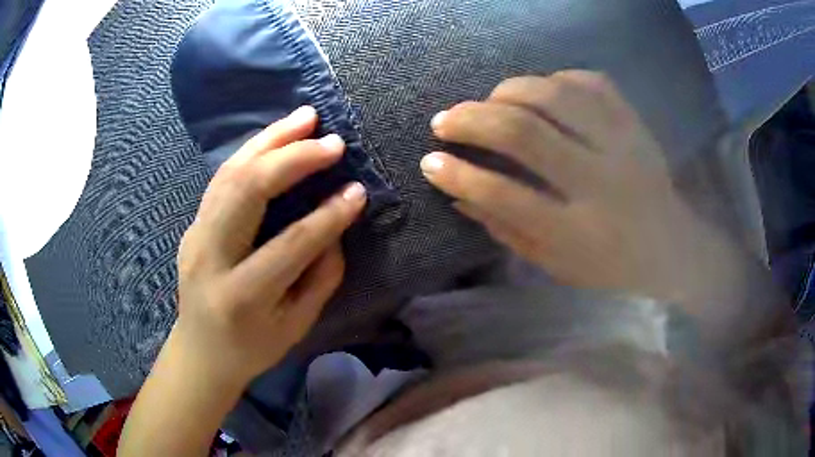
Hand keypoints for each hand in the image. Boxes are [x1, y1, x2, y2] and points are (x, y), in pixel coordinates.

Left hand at [173, 106, 366, 386]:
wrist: (200, 352)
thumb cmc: (252, 347)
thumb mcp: (296, 326)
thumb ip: (320, 277)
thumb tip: (335, 227)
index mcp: (242, 294)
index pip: (290, 243)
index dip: (328, 215)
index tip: (357, 190)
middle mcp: (211, 256)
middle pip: (247, 190)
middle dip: (291, 157)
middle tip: (329, 139)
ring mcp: (195, 235)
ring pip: (230, 173)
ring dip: (269, 140)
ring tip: (304, 118)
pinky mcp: (192, 224)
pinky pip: (222, 178)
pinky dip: (251, 152)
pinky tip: (275, 137)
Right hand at [421, 71, 741, 304]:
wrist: (672, 246)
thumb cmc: (611, 265)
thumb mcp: (557, 266)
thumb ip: (508, 230)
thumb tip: (458, 195)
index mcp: (579, 232)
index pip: (504, 196)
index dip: (458, 175)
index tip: (429, 161)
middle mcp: (602, 182)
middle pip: (525, 133)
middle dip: (472, 121)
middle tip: (444, 121)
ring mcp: (623, 145)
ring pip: (555, 95)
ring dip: (508, 91)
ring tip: (489, 101)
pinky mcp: (635, 123)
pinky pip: (590, 81)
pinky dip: (556, 79)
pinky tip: (541, 91)